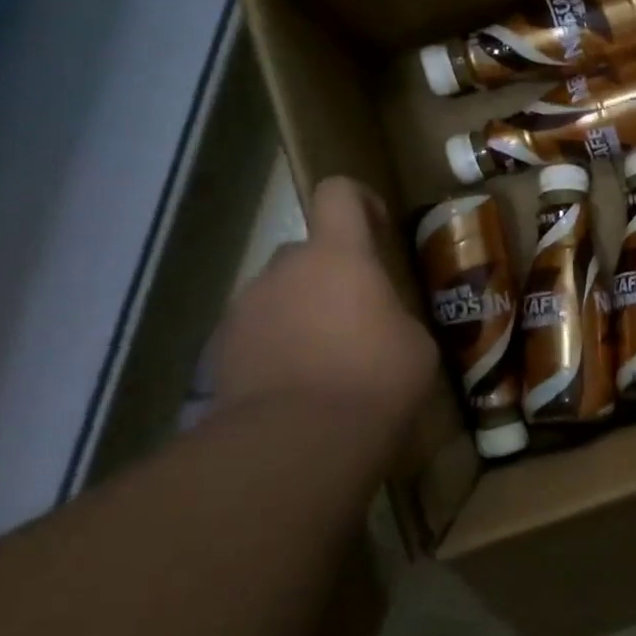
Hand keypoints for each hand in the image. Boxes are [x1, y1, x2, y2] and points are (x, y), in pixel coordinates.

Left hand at [216, 177, 436, 426]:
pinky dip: (275, 347)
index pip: (338, 194)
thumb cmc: (375, 381)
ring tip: (324, 361)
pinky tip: (294, 386)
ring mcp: (245, 308)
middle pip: (306, 252)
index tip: (377, 228)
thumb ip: (394, 318)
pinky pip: (255, 332)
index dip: (359, 200)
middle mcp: (284, 269)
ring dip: (300, 312)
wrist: (297, 442)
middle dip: (330, 275)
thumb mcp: (415, 346)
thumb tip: (382, 324)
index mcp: (338, 256)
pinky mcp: (220, 349)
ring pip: (278, 294)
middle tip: (356, 317)